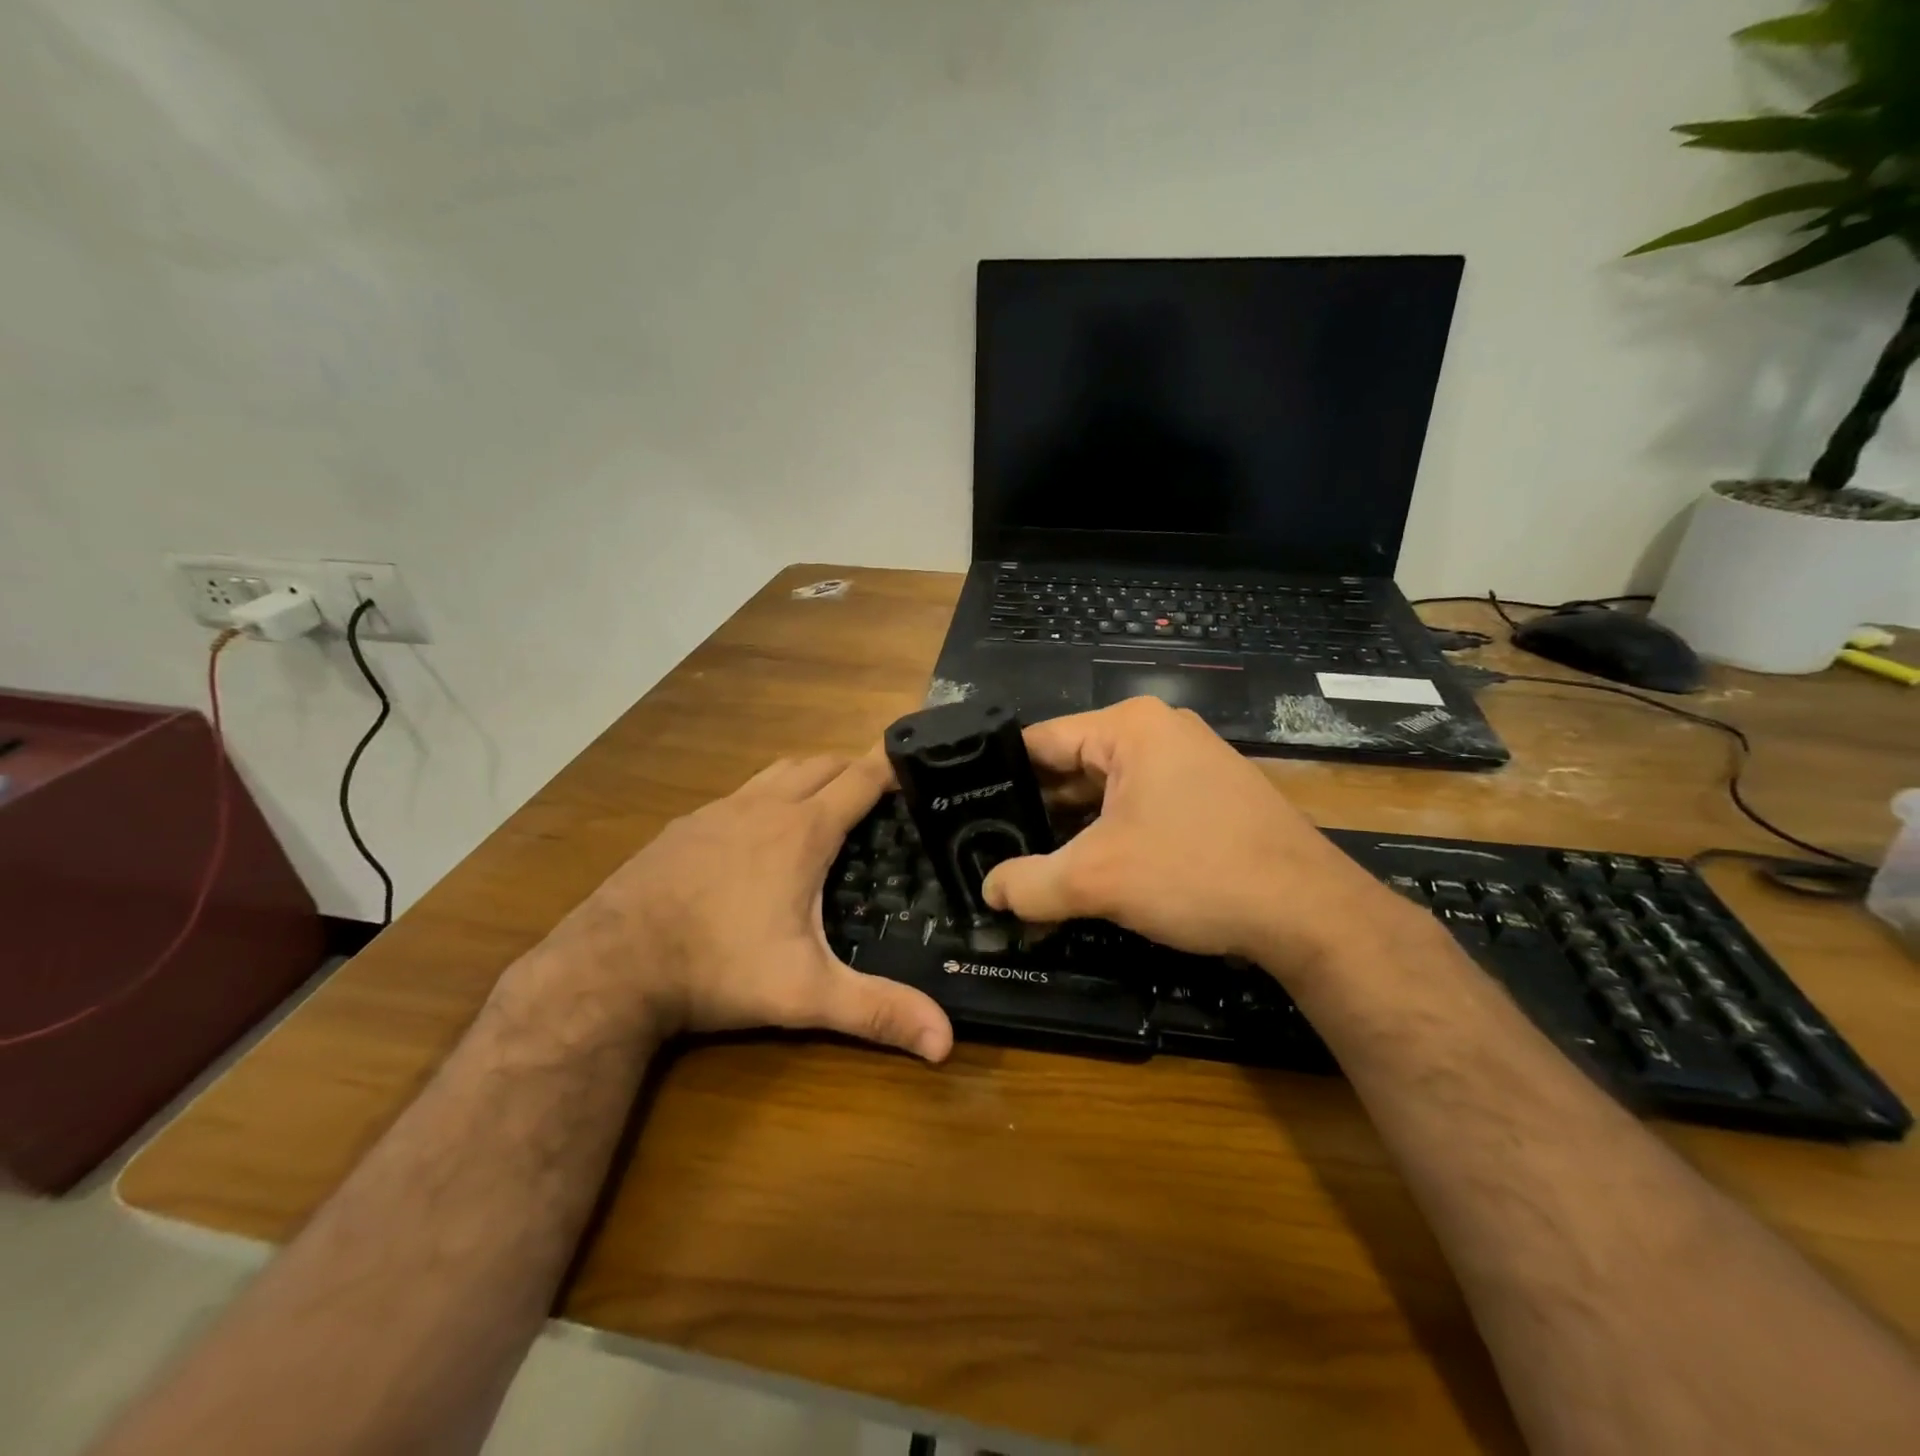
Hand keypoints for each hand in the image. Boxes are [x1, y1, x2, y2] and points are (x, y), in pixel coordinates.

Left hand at [551, 753, 953, 1061]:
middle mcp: (763, 806)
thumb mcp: (804, 993)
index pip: (860, 779)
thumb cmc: (718, 969)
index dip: (891, 765)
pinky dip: (766, 794)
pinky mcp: (684, 824)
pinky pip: (740, 792)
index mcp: (802, 832)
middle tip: (880, 792)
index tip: (917, 763)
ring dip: (810, 775)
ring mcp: (718, 810)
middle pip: (821, 764)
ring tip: (827, 800)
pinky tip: (758, 831)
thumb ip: (877, 1012)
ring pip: (778, 771)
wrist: (610, 965)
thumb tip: (946, 1043)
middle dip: (854, 768)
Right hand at [982, 698, 1413, 974]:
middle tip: (989, 850)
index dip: (998, 779)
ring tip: (1027, 867)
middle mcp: (1158, 733)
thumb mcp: (1098, 880)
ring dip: (1071, 832)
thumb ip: (1029, 884)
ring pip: (1104, 793)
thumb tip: (988, 891)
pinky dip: (1108, 838)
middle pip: (1071, 767)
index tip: (965, 814)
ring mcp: (1187, 764)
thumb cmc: (1197, 873)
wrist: (1311, 913)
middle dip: (1034, 813)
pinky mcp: (1206, 797)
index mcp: (1129, 727)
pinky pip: (1137, 808)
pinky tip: (1084, 873)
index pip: (1039, 742)